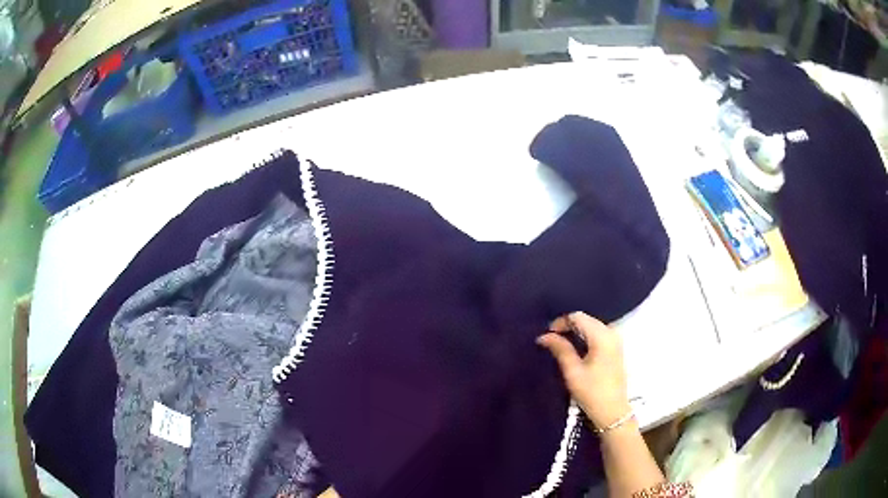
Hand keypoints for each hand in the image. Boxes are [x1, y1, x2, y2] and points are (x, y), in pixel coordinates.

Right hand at [536, 312, 630, 430]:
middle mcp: (612, 333)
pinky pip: (598, 334)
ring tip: (561, 344)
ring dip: (576, 332)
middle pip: (587, 319)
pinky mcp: (616, 349)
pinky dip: (585, 337)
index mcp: (602, 336)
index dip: (561, 322)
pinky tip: (576, 349)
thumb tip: (544, 336)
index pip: (578, 317)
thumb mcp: (572, 371)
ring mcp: (616, 340)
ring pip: (592, 326)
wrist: (612, 411)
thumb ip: (560, 349)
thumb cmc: (592, 392)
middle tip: (552, 339)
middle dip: (568, 326)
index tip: (548, 336)